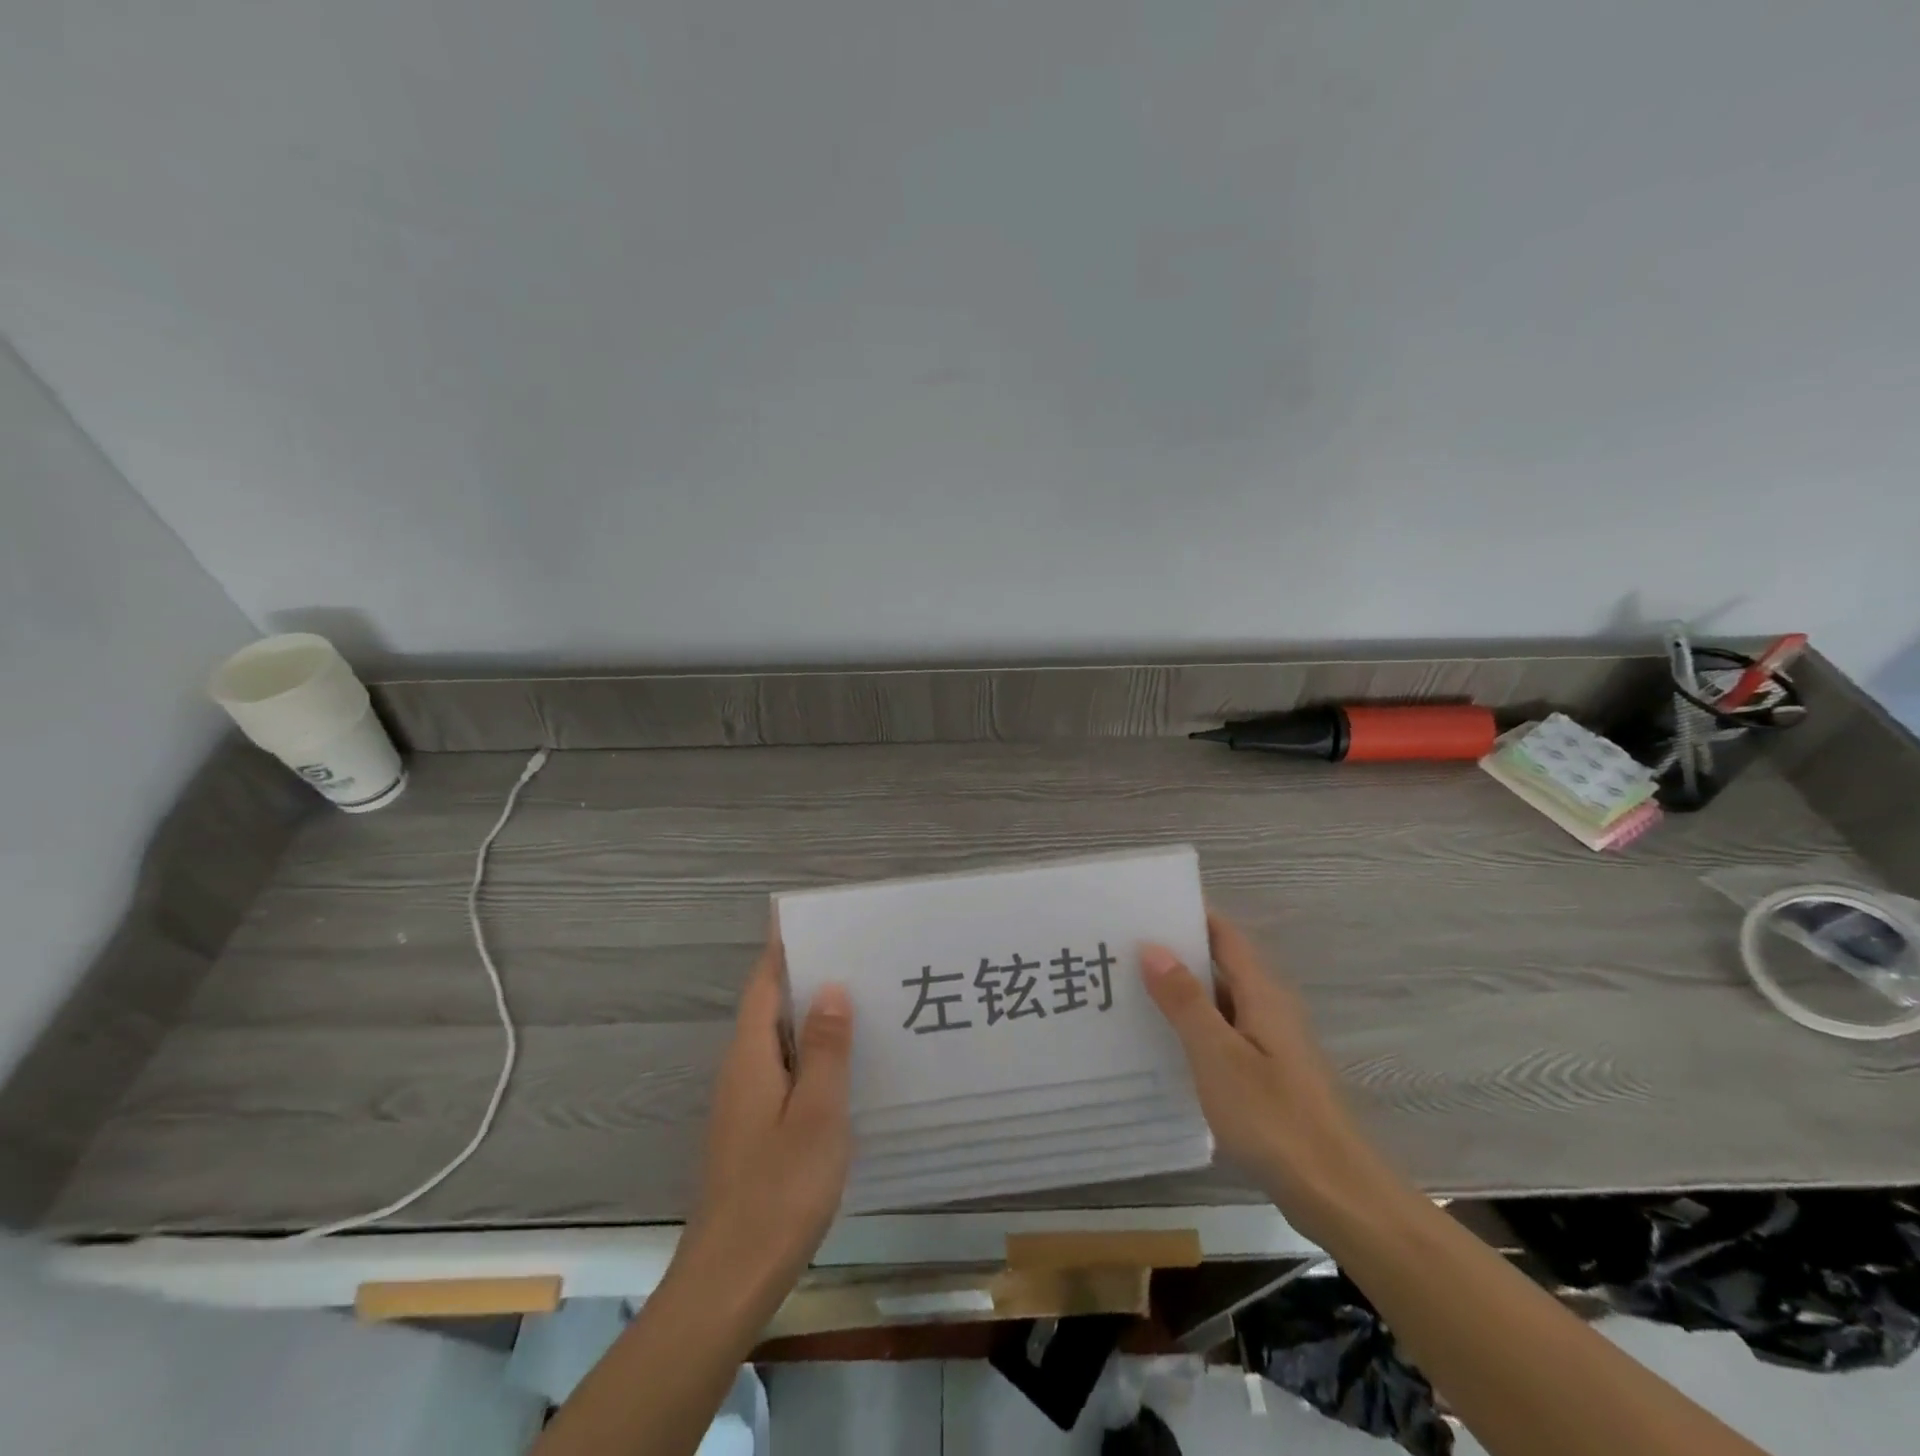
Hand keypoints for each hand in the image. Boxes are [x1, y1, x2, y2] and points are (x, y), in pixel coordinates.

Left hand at [676, 931, 853, 1309]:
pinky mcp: (755, 1130)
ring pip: (779, 1040)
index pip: (764, 983)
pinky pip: (785, 1071)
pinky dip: (812, 1053)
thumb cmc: (779, 1191)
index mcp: (751, 1057)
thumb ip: (826, 1049)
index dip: (784, 947)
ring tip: (863, 998)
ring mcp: (745, 1102)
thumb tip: (832, 986)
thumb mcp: (817, 1115)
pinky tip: (846, 1065)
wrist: (730, 1279)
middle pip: (771, 1006)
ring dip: (813, 1016)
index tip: (817, 919)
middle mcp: (742, 1070)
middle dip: (808, 975)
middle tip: (860, 954)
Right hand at [1142, 911, 1389, 1244]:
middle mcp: (1268, 1009)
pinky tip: (1160, 1043)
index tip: (1142, 909)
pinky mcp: (1266, 1076)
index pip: (1223, 936)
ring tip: (1127, 989)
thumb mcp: (1218, 1056)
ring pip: (1218, 1003)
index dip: (1188, 916)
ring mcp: (1269, 1044)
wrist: (1335, 1194)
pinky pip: (1222, 1035)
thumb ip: (1185, 1001)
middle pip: (1219, 966)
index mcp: (1261, 994)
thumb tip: (1153, 946)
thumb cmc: (1273, 1118)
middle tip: (1119, 949)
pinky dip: (1191, 1029)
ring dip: (1180, 993)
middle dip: (1175, 954)